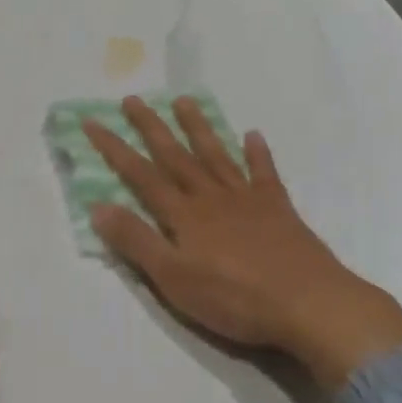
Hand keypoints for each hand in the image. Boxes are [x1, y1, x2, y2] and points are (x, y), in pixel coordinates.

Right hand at [83, 96, 401, 391]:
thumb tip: (98, 206)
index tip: (93, 121)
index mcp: (183, 214)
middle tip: (133, 99)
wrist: (308, 304)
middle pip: (175, 155)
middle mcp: (211, 196)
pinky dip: (258, 153)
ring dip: (198, 127)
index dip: (114, 148)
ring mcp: (247, 199)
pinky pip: (264, 173)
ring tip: (184, 100)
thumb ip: (136, 241)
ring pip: (215, 154)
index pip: (140, 174)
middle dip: (151, 127)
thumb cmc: (234, 298)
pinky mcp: (278, 208)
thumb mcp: (173, 279)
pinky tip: (253, 134)